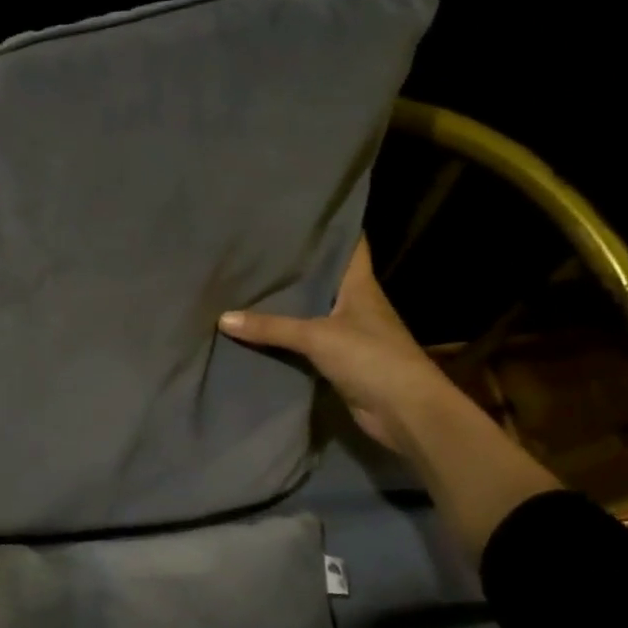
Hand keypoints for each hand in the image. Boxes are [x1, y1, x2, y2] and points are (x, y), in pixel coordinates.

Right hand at [218, 238, 449, 454]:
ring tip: (249, 283)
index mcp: (360, 285)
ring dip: (288, 304)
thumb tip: (222, 317)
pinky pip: (306, 342)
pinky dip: (287, 337)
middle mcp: (356, 304)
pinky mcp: (340, 361)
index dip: (330, 227)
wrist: (405, 412)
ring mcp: (350, 333)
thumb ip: (271, 327)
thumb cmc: (372, 358)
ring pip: (312, 310)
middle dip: (296, 266)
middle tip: (257, 249)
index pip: (350, 245)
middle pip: (324, 278)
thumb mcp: (317, 336)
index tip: (299, 215)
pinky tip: (259, 330)